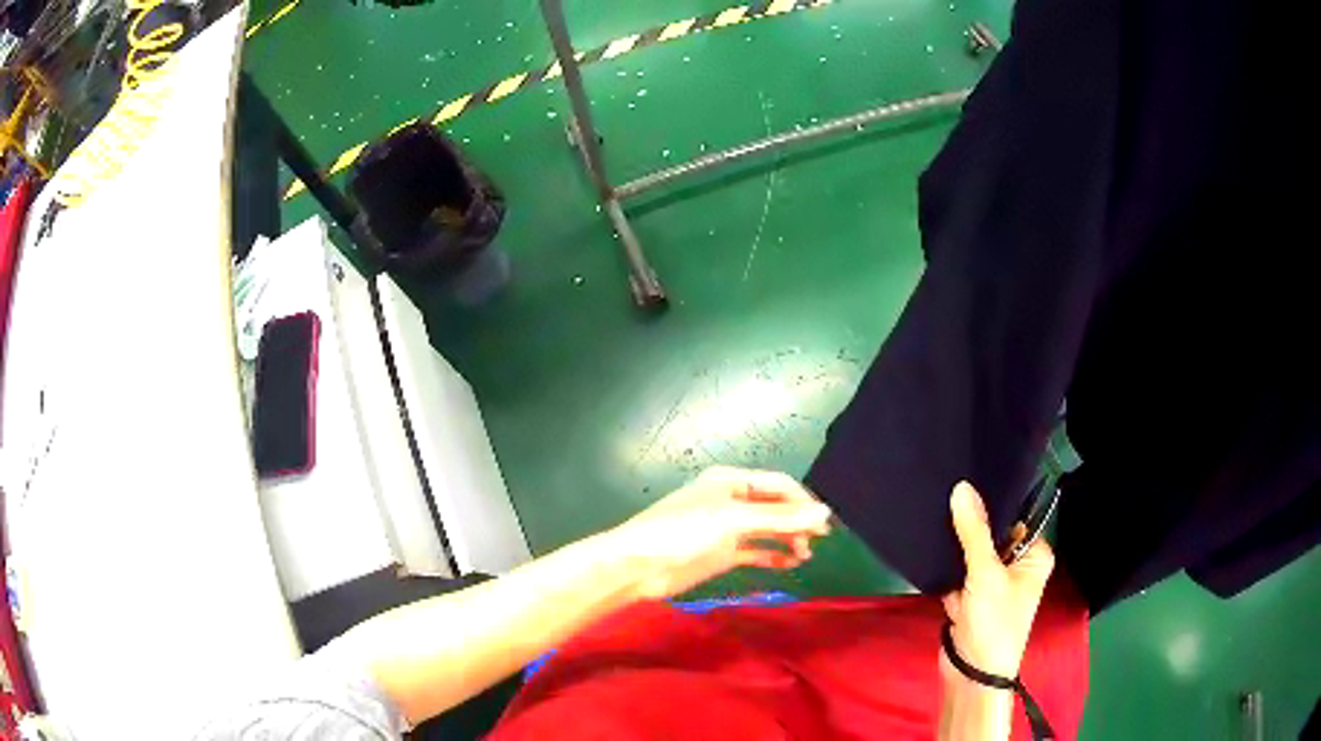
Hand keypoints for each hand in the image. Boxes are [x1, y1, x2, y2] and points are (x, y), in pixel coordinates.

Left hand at [609, 466, 832, 599]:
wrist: (638, 566)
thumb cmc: (683, 533)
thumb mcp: (732, 521)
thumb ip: (779, 518)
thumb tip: (824, 512)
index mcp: (731, 481)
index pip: (778, 484)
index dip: (803, 501)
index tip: (824, 523)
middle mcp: (731, 501)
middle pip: (774, 506)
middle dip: (797, 521)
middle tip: (819, 541)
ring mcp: (726, 528)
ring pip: (767, 529)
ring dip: (787, 538)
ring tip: (805, 555)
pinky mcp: (720, 553)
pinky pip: (754, 551)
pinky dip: (772, 555)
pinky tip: (790, 564)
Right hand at [942, 481, 1053, 678]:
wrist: (970, 674)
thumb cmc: (994, 623)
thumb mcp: (986, 574)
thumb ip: (973, 531)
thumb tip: (962, 487)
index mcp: (1034, 555)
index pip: (1014, 516)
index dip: (992, 500)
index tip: (965, 482)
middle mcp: (1016, 565)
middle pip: (991, 533)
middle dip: (969, 524)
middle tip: (945, 495)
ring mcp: (992, 582)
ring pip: (971, 552)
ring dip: (955, 547)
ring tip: (933, 516)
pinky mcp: (970, 596)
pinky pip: (957, 570)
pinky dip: (946, 567)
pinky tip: (930, 548)